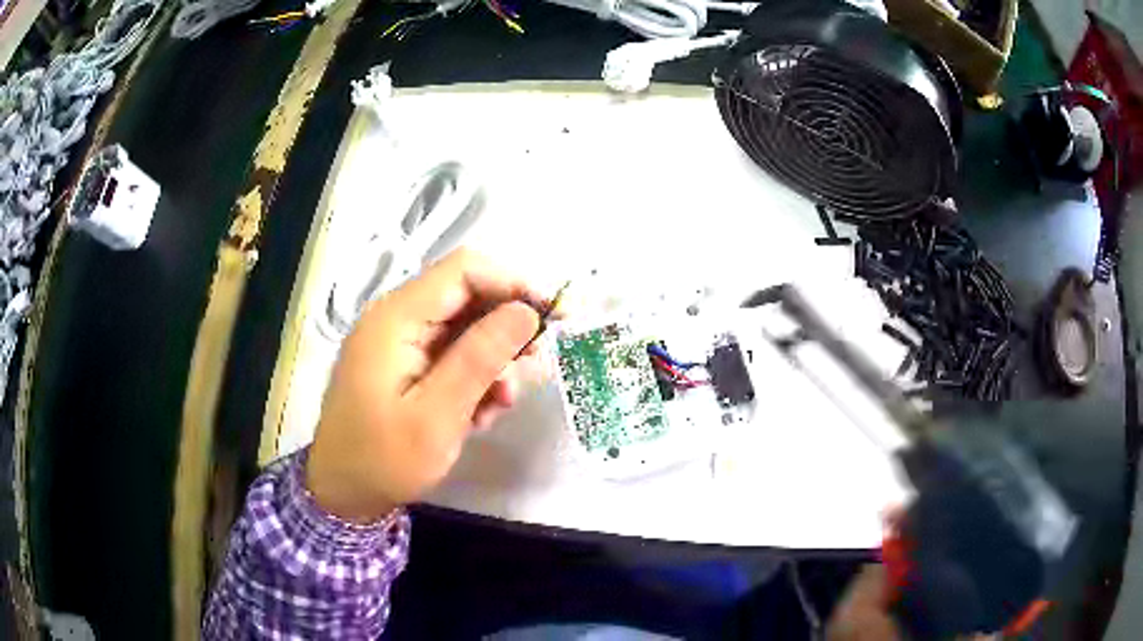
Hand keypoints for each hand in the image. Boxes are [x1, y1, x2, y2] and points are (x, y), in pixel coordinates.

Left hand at [306, 248, 545, 521]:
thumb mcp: (438, 416)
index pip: (465, 270)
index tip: (554, 316)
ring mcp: (399, 340)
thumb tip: (527, 312)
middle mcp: (397, 317)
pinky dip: (474, 377)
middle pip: (468, 296)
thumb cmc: (384, 459)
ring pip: (465, 327)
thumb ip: (480, 358)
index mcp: (396, 318)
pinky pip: (451, 353)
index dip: (514, 283)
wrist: (343, 491)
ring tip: (500, 403)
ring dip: (493, 360)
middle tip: (533, 368)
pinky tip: (478, 413)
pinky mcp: (404, 362)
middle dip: (507, 328)